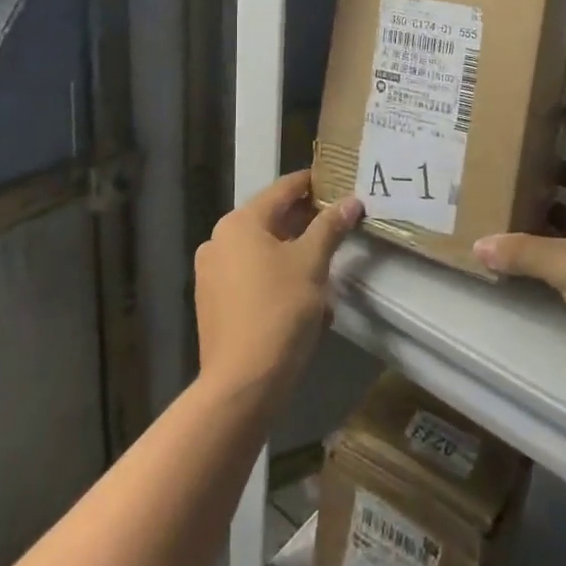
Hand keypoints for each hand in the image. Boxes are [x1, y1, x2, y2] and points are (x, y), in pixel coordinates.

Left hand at [195, 171, 362, 403]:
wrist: (243, 384)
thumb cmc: (279, 311)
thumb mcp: (312, 263)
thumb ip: (330, 226)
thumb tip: (352, 201)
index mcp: (239, 223)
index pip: (282, 189)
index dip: (312, 184)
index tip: (339, 181)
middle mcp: (219, 241)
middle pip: (271, 220)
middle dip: (307, 224)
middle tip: (341, 224)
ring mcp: (213, 273)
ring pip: (264, 252)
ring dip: (296, 256)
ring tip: (328, 269)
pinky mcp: (215, 303)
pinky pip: (253, 278)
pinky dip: (279, 280)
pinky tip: (307, 301)